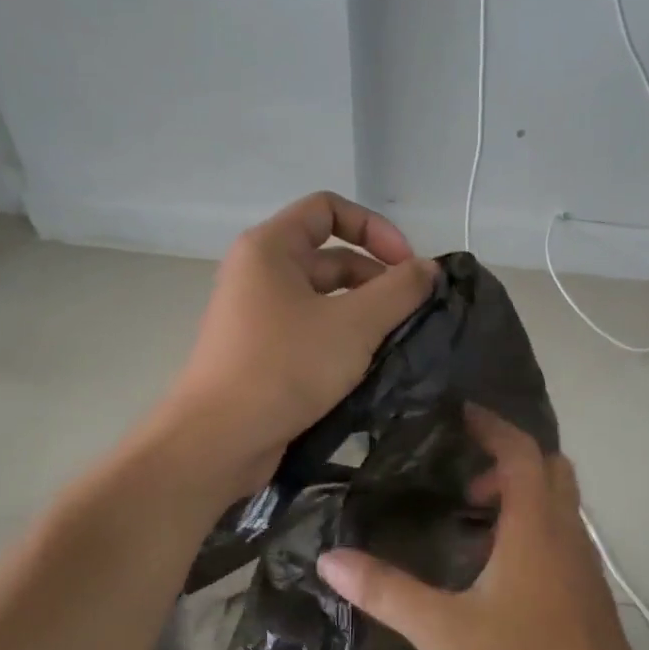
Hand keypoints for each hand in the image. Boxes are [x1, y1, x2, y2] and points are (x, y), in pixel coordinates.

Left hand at [169, 192, 435, 489]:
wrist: (218, 440)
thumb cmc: (284, 367)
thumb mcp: (353, 325)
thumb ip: (398, 290)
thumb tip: (429, 268)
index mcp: (270, 248)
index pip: (328, 209)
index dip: (375, 228)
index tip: (407, 265)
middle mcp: (259, 274)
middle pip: (330, 256)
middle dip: (376, 278)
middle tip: (413, 313)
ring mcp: (258, 316)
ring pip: (324, 300)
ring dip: (364, 313)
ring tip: (399, 342)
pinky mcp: (261, 353)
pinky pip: (311, 332)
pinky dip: (342, 340)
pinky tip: (371, 366)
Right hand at [315, 408, 648, 649]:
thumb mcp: (444, 630)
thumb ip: (386, 591)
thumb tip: (330, 557)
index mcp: (536, 525)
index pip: (520, 450)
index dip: (491, 425)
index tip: (459, 412)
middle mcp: (565, 530)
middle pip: (547, 466)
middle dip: (507, 456)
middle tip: (462, 471)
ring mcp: (583, 559)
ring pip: (557, 499)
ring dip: (520, 491)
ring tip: (471, 515)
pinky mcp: (587, 587)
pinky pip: (560, 530)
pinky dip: (531, 521)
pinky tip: (496, 564)